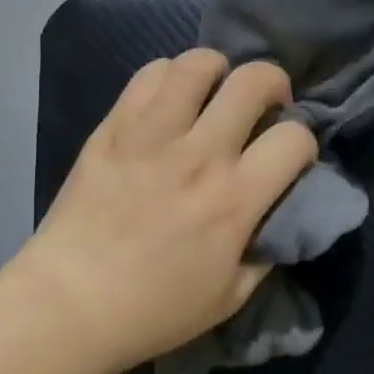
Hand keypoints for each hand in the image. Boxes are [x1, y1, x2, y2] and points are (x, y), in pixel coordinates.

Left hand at [15, 50, 318, 373]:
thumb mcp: (230, 297)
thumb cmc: (153, 309)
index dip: (303, 142)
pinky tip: (170, 100)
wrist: (70, 302)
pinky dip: (169, 77)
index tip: (289, 156)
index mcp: (234, 199)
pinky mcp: (114, 126)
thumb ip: (265, 251)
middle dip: (272, 84)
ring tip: (214, 91)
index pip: (294, 138)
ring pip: (198, 64)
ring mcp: (152, 134)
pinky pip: (149, 75)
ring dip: (219, 70)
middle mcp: (199, 154)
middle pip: (254, 81)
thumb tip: (279, 214)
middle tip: (264, 105)